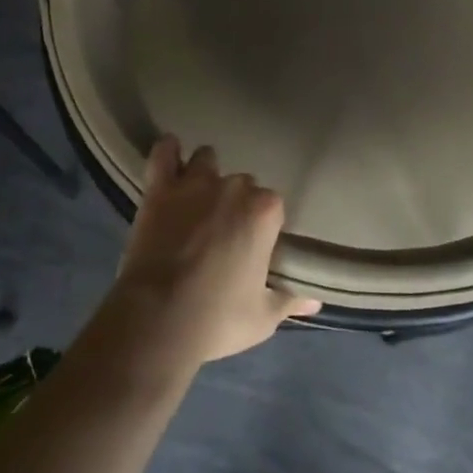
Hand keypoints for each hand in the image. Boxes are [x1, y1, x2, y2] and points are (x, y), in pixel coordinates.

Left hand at [108, 137, 320, 369]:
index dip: (262, 227)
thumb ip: (290, 301)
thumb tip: (314, 300)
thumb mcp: (262, 318)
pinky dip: (167, 151)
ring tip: (197, 198)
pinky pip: (164, 153)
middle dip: (235, 203)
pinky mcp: (161, 188)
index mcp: (265, 211)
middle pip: (242, 184)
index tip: (252, 247)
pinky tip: (170, 156)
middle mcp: (235, 186)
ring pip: (206, 160)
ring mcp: (195, 183)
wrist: (157, 321)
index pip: (272, 207)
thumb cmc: (217, 319)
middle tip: (223, 233)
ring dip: (205, 174)